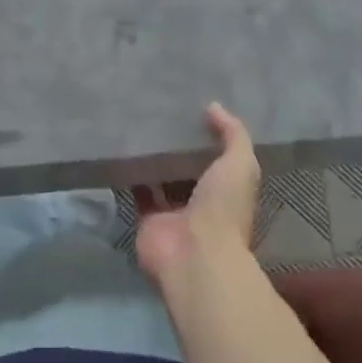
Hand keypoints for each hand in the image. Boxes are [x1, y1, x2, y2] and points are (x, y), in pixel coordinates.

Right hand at [136, 102, 260, 289]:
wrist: (194, 255)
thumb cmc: (223, 208)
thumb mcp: (240, 164)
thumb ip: (233, 134)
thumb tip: (214, 106)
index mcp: (226, 190)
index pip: (217, 159)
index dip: (207, 136)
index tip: (192, 107)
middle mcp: (200, 202)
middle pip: (186, 168)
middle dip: (176, 146)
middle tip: (158, 110)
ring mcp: (172, 212)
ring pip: (160, 179)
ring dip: (152, 158)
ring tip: (137, 123)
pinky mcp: (146, 219)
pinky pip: (137, 192)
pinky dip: (130, 174)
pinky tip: (121, 148)